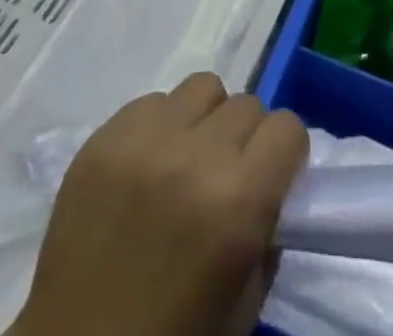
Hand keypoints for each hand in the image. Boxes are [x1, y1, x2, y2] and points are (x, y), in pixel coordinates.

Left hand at [12, 72, 308, 335]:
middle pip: (247, 104)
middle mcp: (195, 156)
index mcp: (238, 202)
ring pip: (202, 87)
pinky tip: (146, 166)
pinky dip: (160, 125)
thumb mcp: (242, 305)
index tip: (273, 175)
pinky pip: (153, 102)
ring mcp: (145, 140)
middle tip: (226, 175)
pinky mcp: (104, 136)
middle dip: (245, 138)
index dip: (285, 153)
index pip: (287, 127)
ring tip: (186, 158)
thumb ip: (266, 233)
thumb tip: (272, 183)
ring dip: (205, 119)